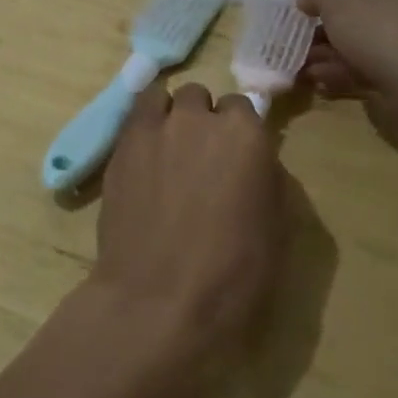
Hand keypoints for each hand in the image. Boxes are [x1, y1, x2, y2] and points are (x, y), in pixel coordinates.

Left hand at [91, 83, 286, 353]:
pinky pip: (134, 115)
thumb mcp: (276, 230)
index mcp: (245, 134)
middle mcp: (199, 118)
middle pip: (201, 98)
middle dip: (203, 119)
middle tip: (201, 157)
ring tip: (167, 149)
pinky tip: (143, 154)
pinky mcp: (121, 145)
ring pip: (164, 97)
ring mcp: (155, 127)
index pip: (243, 106)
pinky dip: (142, 125)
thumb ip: (269, 181)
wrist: (158, 299)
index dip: (239, 132)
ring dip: (170, 115)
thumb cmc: (231, 274)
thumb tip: (257, 164)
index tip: (236, 157)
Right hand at [296, 0, 397, 101]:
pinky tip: (323, 83)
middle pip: (365, 18)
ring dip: (334, 57)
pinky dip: (349, 74)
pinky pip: (376, 70)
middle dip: (330, 34)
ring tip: (306, 69)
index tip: (311, 16)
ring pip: (368, 48)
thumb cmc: (379, 27)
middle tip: (304, 47)